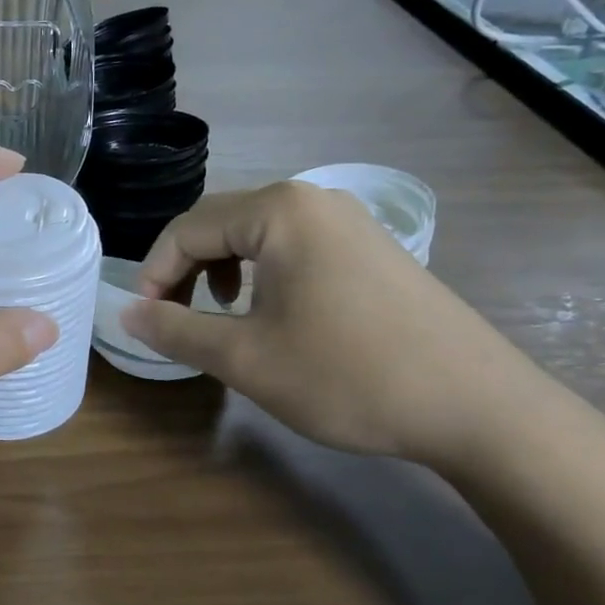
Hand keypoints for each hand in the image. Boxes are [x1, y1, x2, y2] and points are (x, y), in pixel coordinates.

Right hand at [121, 181, 538, 470]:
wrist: (478, 405)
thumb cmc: (348, 375)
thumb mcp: (246, 358)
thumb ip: (176, 330)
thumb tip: (126, 314)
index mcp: (277, 211)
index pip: (186, 229)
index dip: (154, 274)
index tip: (145, 321)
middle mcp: (313, 199)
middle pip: (221, 223)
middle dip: (186, 270)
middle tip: (176, 320)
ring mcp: (349, 220)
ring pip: (258, 235)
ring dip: (223, 270)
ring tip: (222, 316)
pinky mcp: (373, 247)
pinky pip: (296, 246)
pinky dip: (265, 274)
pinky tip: (275, 314)